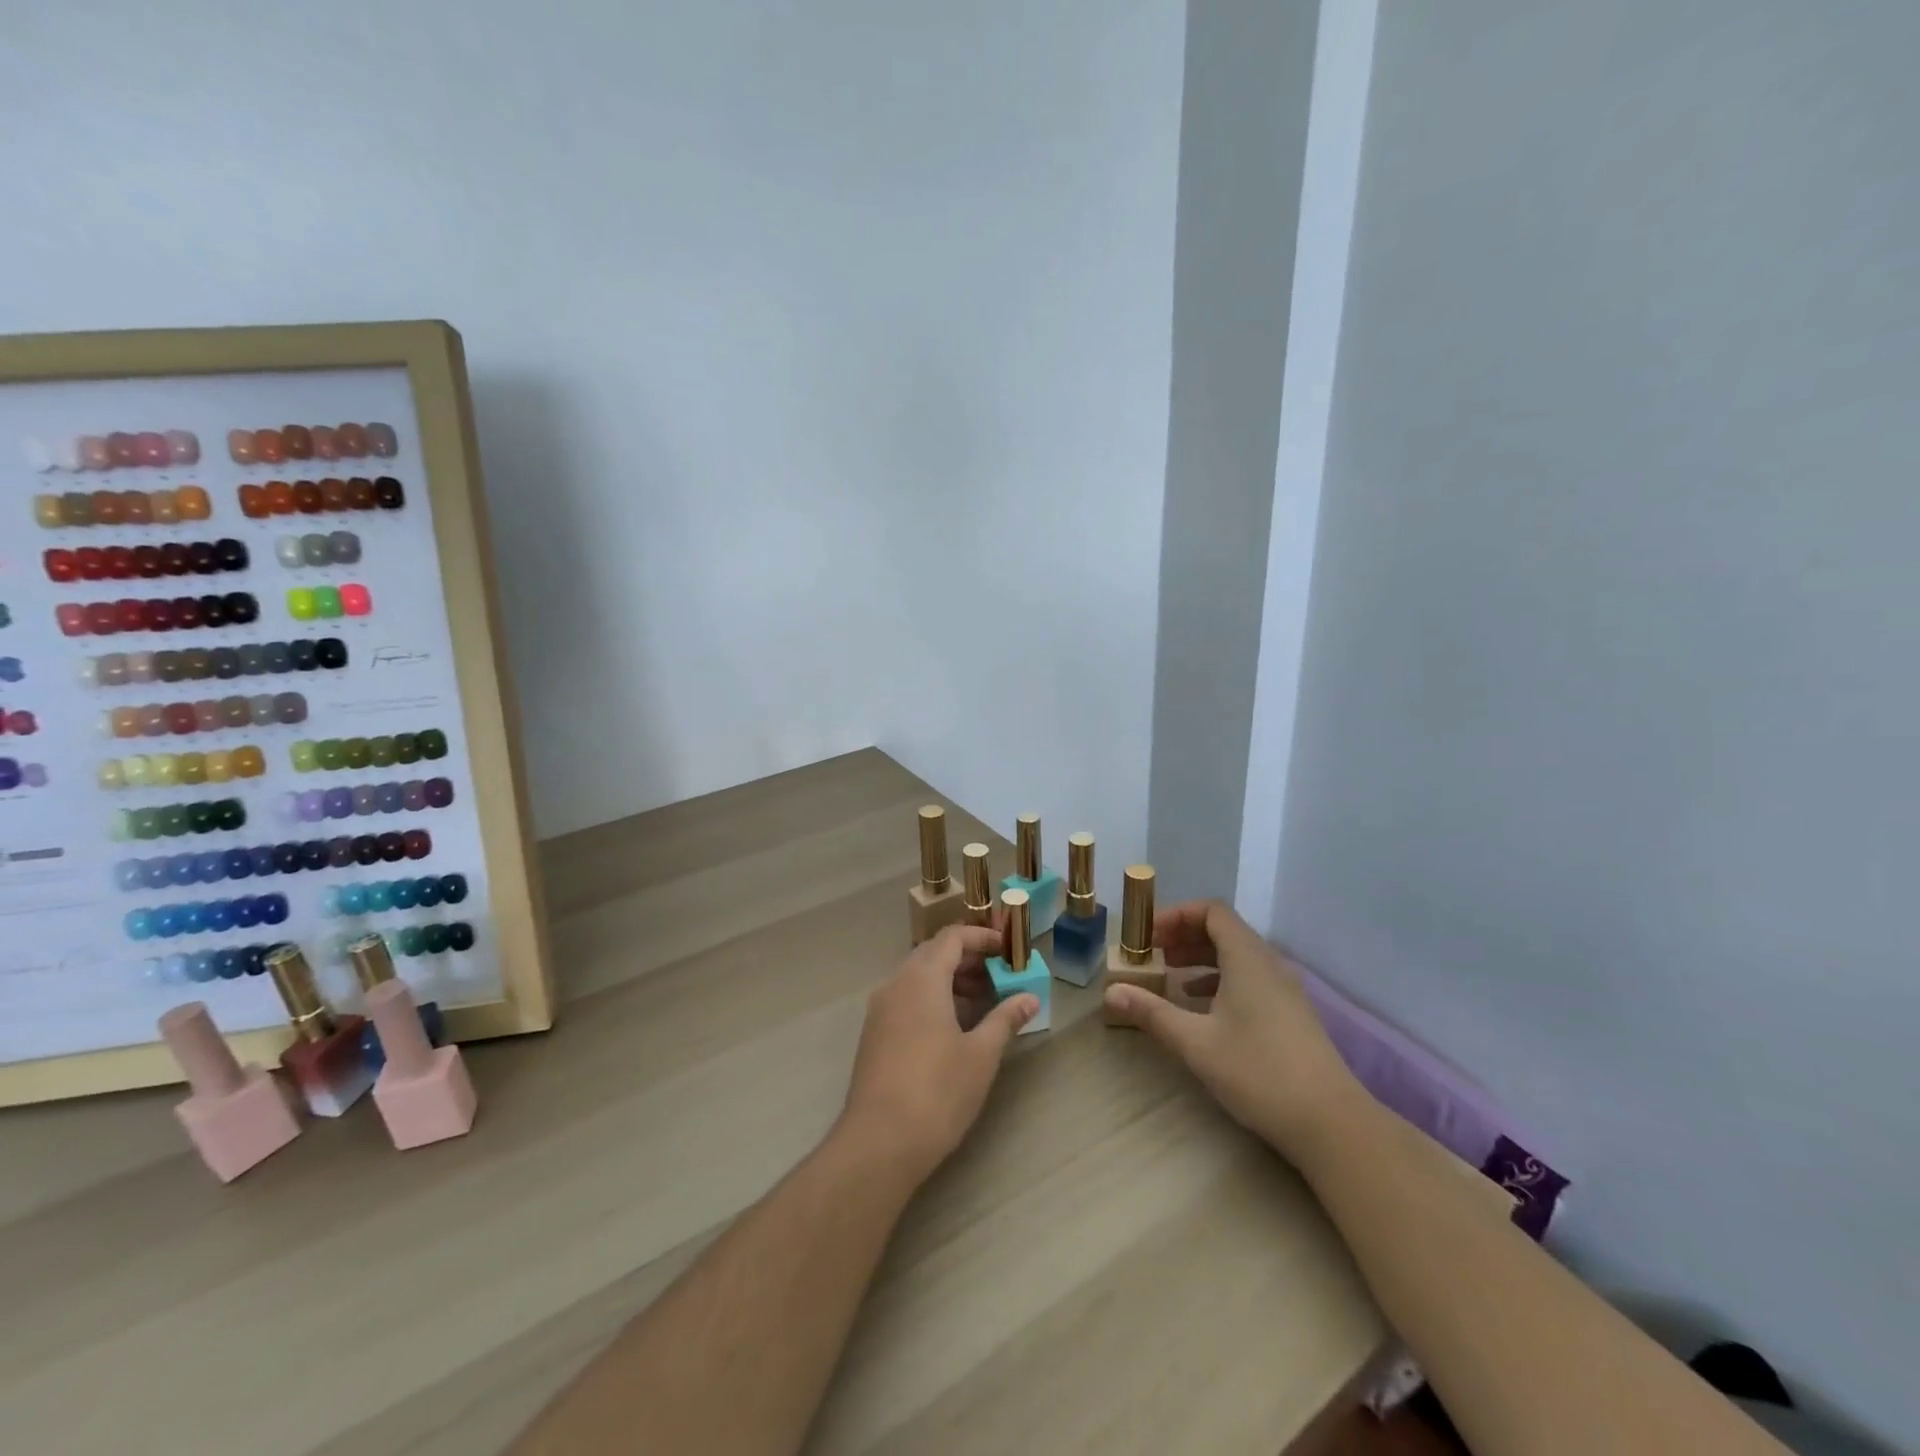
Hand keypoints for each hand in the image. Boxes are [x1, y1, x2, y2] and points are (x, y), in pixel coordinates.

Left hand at [839, 924, 1037, 1184]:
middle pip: (933, 953)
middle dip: (968, 959)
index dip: (981, 937)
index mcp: (922, 978)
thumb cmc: (937, 1091)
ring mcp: (880, 1010)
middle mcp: (896, 984)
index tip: (1007, 950)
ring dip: (950, 980)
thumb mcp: (981, 1054)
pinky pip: (906, 999)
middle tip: (1000, 975)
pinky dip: (932, 998)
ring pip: (917, 977)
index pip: (952, 937)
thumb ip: (1005, 1019)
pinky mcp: (874, 1034)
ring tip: (982, 1002)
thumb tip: (1029, 998)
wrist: (879, 1142)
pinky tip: (953, 1028)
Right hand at [1104, 899, 1359, 1162]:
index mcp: (1248, 958)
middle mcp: (1269, 964)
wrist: (1331, 1122)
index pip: (1212, 911)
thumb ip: (1152, 1013)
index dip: (1176, 915)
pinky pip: (1250, 978)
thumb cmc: (1258, 1072)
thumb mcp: (1195, 1043)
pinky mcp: (1291, 1014)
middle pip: (1224, 930)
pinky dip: (1220, 980)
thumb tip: (1110, 992)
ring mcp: (1285, 990)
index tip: (1148, 936)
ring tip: (1170, 977)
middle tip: (1153, 955)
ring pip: (1237, 956)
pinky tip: (1202, 1007)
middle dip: (1184, 936)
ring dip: (1201, 958)